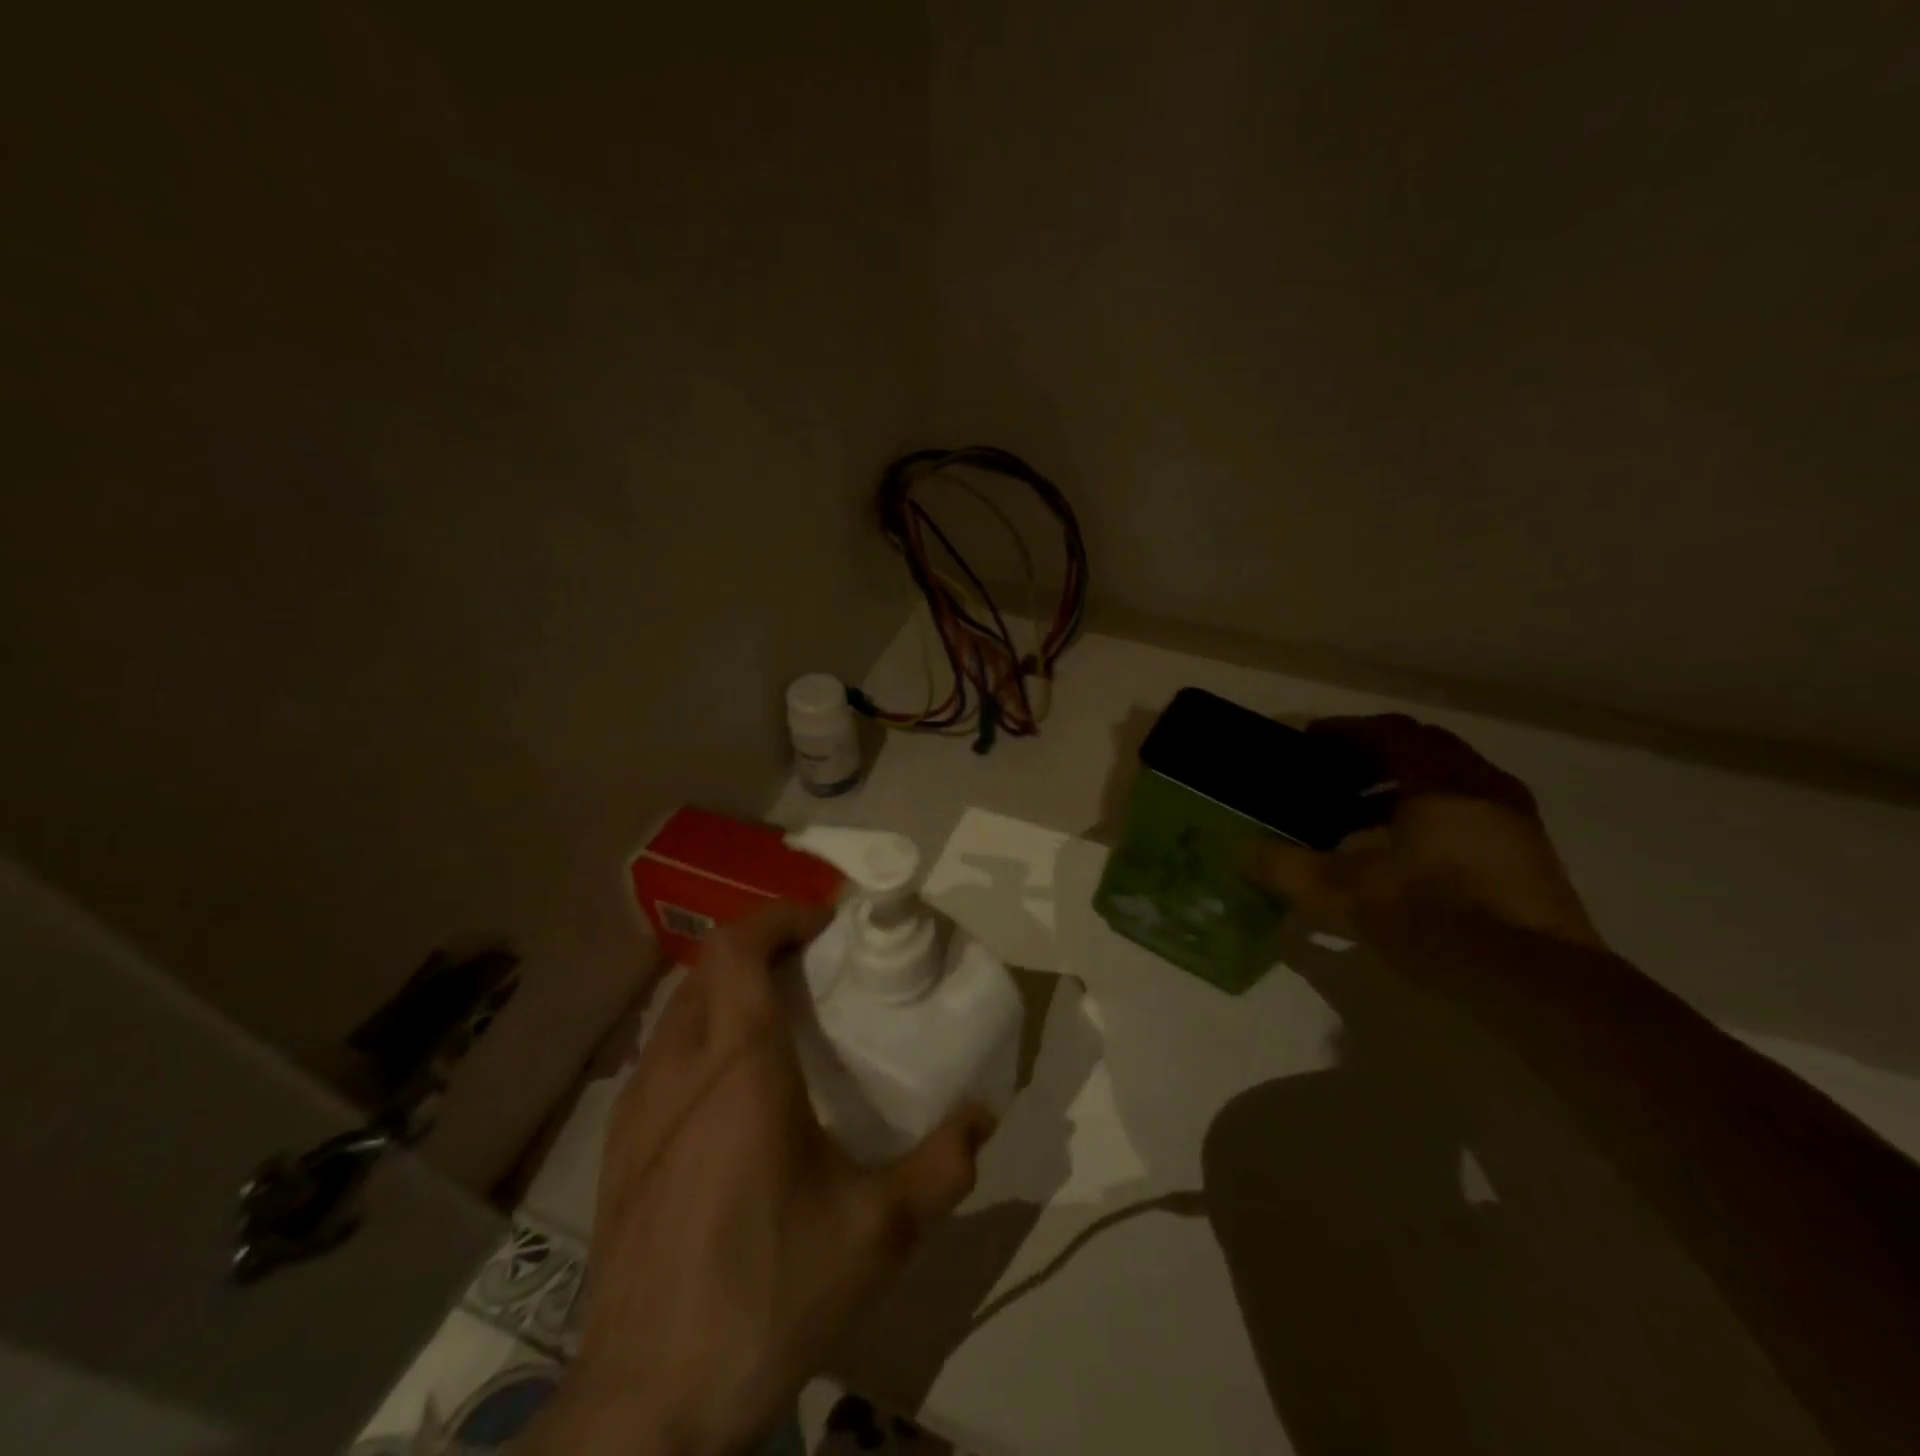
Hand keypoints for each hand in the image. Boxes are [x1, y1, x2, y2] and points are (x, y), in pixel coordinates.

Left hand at [524, 901, 994, 1455]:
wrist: (647, 1405)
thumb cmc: (768, 1293)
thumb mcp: (876, 1232)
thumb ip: (942, 1165)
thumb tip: (985, 1116)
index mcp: (739, 1065)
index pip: (738, 946)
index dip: (779, 916)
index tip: (826, 925)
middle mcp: (679, 1066)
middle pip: (709, 966)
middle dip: (762, 947)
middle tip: (814, 969)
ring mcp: (636, 1106)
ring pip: (680, 1007)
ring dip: (729, 990)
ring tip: (780, 1020)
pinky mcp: (617, 1147)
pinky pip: (661, 1054)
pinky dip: (702, 1035)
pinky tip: (733, 1092)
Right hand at [1252, 714, 1602, 949]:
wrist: (1539, 984)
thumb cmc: (1435, 916)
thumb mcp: (1343, 893)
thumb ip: (1286, 868)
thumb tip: (1241, 851)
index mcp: (1440, 782)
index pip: (1389, 732)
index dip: (1345, 731)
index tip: (1309, 740)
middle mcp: (1482, 788)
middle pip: (1426, 750)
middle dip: (1376, 756)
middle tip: (1334, 774)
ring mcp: (1514, 823)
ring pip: (1452, 783)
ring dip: (1404, 788)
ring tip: (1361, 817)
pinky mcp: (1529, 858)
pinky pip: (1470, 814)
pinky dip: (1431, 817)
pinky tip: (1404, 854)